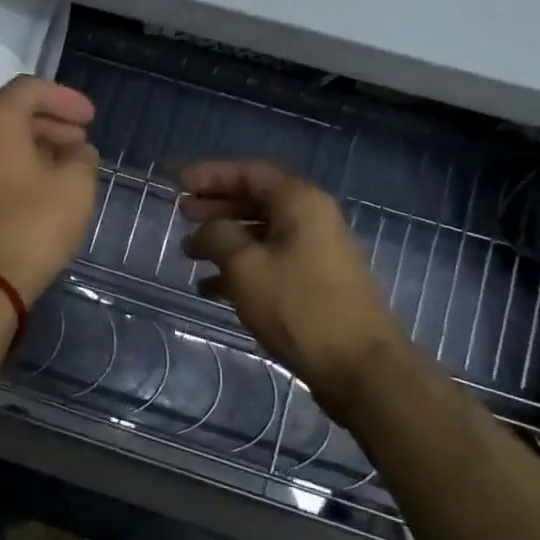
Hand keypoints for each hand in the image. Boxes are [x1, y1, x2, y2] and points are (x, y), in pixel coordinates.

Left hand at [0, 77, 99, 304]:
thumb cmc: (32, 225)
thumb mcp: (75, 186)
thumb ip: (82, 157)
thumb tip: (77, 151)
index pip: (29, 89)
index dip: (65, 98)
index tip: (91, 118)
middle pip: (12, 114)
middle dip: (52, 123)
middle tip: (82, 142)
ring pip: (0, 143)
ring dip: (36, 147)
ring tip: (68, 167)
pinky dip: (18, 167)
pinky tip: (43, 189)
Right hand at [180, 160, 400, 396]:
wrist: (360, 366)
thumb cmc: (299, 307)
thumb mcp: (246, 267)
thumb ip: (218, 237)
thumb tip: (205, 231)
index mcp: (300, 203)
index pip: (250, 173)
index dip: (212, 174)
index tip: (179, 182)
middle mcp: (312, 219)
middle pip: (257, 200)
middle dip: (217, 205)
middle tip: (182, 212)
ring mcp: (316, 253)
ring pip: (262, 233)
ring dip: (225, 238)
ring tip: (189, 251)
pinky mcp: (315, 283)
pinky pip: (270, 261)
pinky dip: (240, 267)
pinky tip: (210, 286)